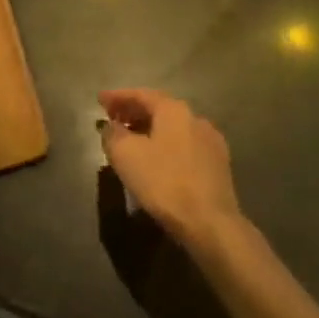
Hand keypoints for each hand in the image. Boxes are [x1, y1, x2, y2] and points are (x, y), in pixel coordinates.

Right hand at [99, 88, 241, 246]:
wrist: (211, 223)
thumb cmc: (164, 182)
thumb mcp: (126, 155)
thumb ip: (113, 134)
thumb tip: (111, 127)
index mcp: (174, 110)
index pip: (141, 94)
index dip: (118, 97)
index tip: (99, 100)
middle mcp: (195, 118)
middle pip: (159, 109)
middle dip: (133, 112)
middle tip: (112, 119)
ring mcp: (210, 142)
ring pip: (173, 128)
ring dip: (150, 130)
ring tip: (131, 140)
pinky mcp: (219, 165)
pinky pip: (184, 146)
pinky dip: (166, 146)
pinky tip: (157, 160)